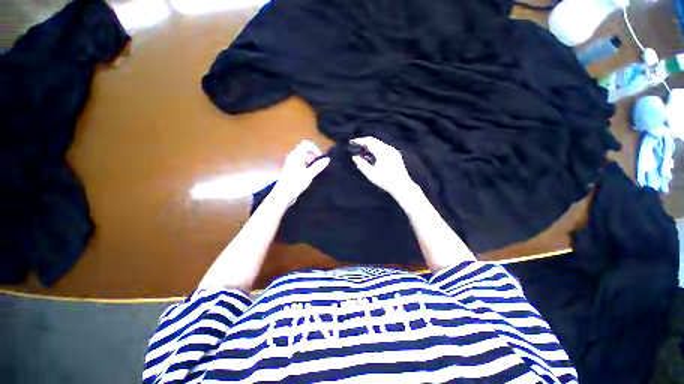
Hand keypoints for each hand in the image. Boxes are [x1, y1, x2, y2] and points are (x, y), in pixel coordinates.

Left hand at [271, 140, 329, 206]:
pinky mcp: (291, 169)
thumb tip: (327, 159)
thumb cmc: (295, 184)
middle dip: (313, 156)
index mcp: (296, 155)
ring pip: (303, 157)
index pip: (306, 144)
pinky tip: (309, 175)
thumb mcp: (309, 175)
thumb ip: (318, 166)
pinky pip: (301, 163)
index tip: (320, 159)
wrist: (283, 195)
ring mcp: (291, 163)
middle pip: (305, 150)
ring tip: (314, 172)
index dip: (315, 149)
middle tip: (318, 166)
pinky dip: (307, 166)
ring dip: (310, 162)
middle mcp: (292, 157)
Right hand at [350, 137, 415, 197]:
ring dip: (370, 145)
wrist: (401, 185)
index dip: (359, 141)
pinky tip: (372, 155)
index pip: (369, 142)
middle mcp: (388, 149)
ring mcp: (393, 151)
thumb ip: (361, 164)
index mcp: (382, 152)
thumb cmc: (385, 181)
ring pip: (379, 143)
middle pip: (374, 140)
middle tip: (356, 145)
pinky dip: (376, 148)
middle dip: (364, 142)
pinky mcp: (396, 154)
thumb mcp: (370, 174)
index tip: (352, 142)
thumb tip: (354, 157)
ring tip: (363, 151)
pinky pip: (384, 147)